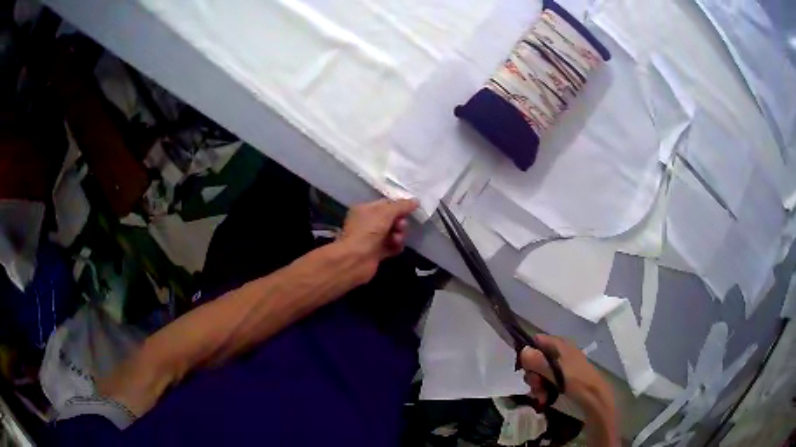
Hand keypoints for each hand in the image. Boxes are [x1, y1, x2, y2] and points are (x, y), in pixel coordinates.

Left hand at [338, 198, 418, 280]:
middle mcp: (367, 223)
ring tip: (397, 239)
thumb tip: (416, 201)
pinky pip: (392, 247)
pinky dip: (396, 246)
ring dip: (399, 235)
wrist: (355, 259)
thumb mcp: (385, 213)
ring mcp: (372, 239)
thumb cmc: (367, 231)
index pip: (385, 204)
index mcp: (365, 209)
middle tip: (400, 226)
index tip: (411, 209)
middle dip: (399, 222)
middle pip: (391, 219)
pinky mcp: (377, 253)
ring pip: (393, 233)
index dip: (398, 206)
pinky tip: (397, 247)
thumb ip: (401, 206)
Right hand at [520, 335, 613, 412]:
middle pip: (536, 359)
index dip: (528, 353)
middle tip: (536, 386)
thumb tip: (523, 350)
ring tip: (541, 396)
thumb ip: (539, 362)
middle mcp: (559, 352)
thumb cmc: (576, 381)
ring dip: (537, 385)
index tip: (525, 368)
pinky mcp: (562, 377)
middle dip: (532, 374)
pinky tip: (545, 398)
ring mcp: (561, 365)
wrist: (594, 397)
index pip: (537, 341)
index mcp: (560, 345)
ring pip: (540, 372)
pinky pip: (547, 380)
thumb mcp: (556, 373)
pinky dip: (543, 389)